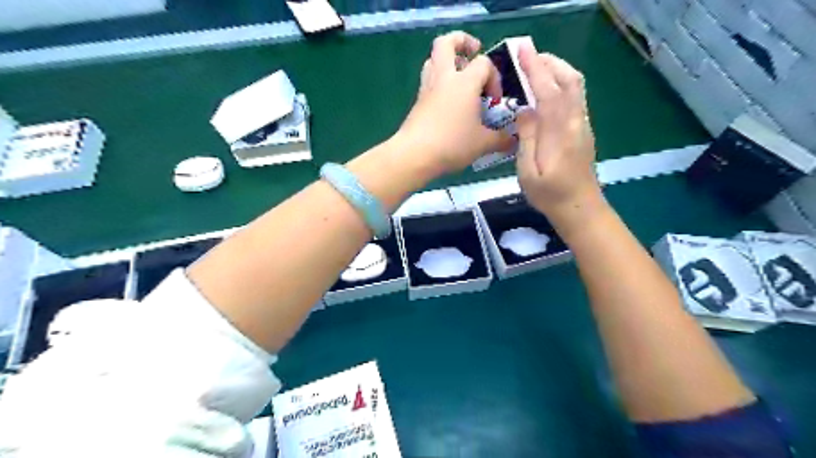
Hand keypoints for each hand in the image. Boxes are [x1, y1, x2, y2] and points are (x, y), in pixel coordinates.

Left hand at [397, 30, 514, 174]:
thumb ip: (500, 139)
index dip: (494, 77)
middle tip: (473, 53)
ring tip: (459, 78)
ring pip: (433, 60)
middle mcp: (444, 78)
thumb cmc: (452, 144)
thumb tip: (513, 140)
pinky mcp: (417, 102)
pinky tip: (448, 102)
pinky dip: (439, 83)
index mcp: (464, 82)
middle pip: (446, 43)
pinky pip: (428, 81)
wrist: (415, 155)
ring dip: (446, 62)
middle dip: (462, 42)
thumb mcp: (482, 144)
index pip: (483, 63)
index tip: (494, 101)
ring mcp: (427, 89)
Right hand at [512, 42, 600, 225]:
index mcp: (560, 134)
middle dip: (550, 62)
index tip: (522, 51)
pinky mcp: (583, 130)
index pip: (549, 92)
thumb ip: (526, 139)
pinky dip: (561, 83)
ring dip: (557, 70)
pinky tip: (547, 90)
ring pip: (576, 86)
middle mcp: (576, 123)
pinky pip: (575, 97)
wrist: (580, 208)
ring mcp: (583, 125)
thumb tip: (524, 111)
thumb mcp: (528, 172)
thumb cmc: (549, 195)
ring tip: (536, 67)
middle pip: (570, 80)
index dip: (536, 69)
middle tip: (527, 57)